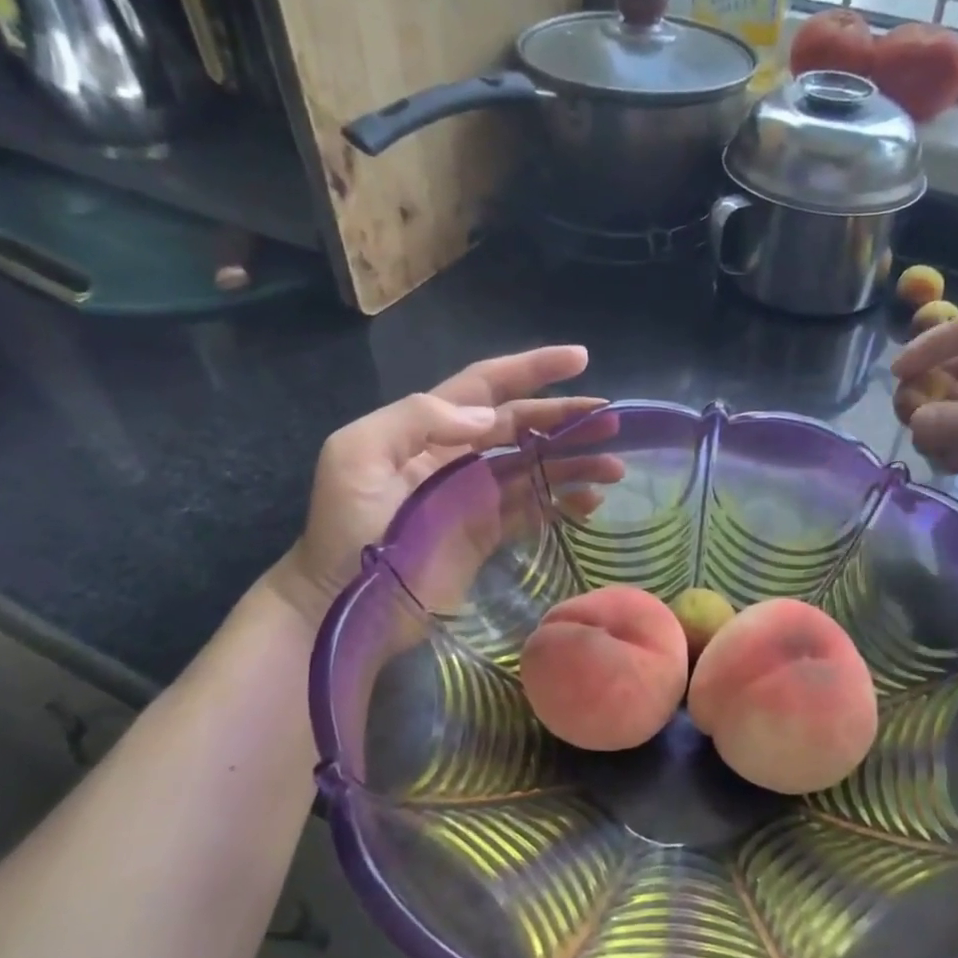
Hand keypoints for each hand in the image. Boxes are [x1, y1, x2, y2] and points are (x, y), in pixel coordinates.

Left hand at [268, 346, 602, 621]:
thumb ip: (417, 419)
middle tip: (612, 419)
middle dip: (567, 418)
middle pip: (523, 424)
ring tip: (615, 466)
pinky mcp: (488, 533)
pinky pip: (534, 509)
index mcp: (429, 427)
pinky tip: (591, 502)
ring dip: (575, 462)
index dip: (532, 368)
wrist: (342, 601)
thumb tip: (487, 415)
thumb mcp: (358, 455)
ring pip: (536, 466)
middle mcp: (459, 454)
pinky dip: (564, 502)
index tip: (580, 357)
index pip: (488, 385)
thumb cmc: (346, 525)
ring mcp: (476, 495)